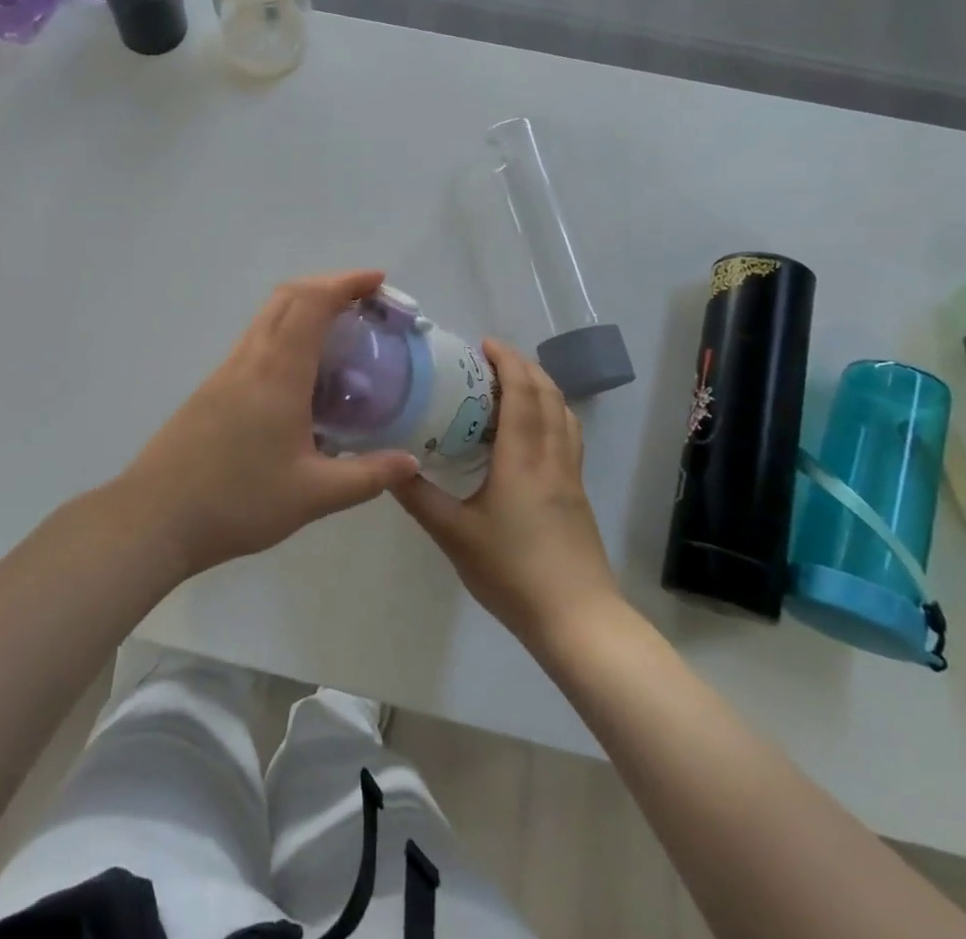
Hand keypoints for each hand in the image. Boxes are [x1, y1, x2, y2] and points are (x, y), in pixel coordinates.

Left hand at [118, 270, 419, 577]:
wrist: (156, 516)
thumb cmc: (238, 501)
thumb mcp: (313, 495)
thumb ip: (366, 477)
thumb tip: (411, 462)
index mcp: (278, 371)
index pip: (313, 303)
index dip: (346, 283)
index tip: (378, 281)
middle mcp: (251, 357)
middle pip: (288, 296)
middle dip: (328, 285)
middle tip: (364, 302)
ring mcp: (227, 369)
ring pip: (268, 315)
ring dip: (304, 305)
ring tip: (339, 331)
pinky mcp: (213, 386)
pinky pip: (256, 338)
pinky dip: (285, 330)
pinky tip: (301, 371)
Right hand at [396, 341, 621, 649]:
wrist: (578, 620)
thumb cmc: (512, 573)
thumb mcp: (454, 536)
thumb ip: (419, 497)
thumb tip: (387, 465)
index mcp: (523, 459)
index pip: (522, 392)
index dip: (507, 361)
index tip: (483, 344)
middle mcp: (552, 457)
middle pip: (548, 395)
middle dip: (523, 366)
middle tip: (490, 359)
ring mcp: (570, 475)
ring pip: (564, 413)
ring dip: (542, 387)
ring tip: (512, 385)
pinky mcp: (577, 493)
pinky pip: (568, 435)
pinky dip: (552, 413)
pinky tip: (531, 431)